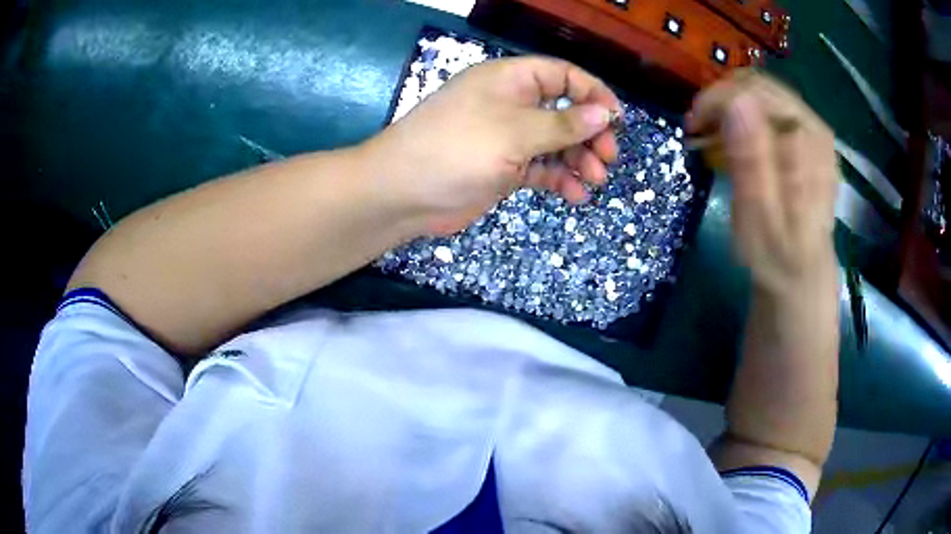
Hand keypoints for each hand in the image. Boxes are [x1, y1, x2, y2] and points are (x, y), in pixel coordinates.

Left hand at [365, 56, 622, 234]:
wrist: (403, 193)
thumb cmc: (457, 149)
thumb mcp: (515, 132)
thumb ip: (562, 124)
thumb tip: (604, 113)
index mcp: (511, 80)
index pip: (562, 76)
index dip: (592, 93)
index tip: (617, 119)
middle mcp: (511, 104)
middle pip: (563, 111)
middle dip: (589, 133)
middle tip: (607, 157)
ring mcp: (507, 137)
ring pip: (555, 143)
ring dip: (578, 160)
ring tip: (594, 180)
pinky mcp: (503, 168)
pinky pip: (540, 169)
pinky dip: (558, 180)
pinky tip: (575, 196)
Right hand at [687, 72, 838, 295]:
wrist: (800, 274)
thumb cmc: (777, 254)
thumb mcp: (759, 217)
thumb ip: (751, 160)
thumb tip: (734, 104)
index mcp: (807, 142)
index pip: (755, 91)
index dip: (717, 100)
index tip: (691, 128)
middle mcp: (813, 126)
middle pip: (758, 85)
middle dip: (720, 100)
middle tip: (698, 132)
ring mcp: (811, 130)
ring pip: (760, 93)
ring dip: (729, 109)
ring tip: (711, 139)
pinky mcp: (804, 137)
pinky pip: (768, 109)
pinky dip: (742, 118)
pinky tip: (732, 142)